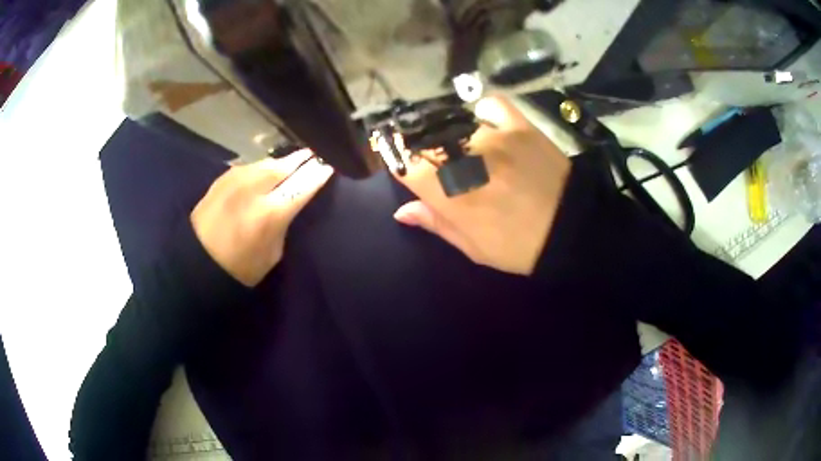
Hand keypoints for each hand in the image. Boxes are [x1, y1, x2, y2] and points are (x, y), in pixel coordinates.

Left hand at [191, 150, 332, 285]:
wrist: (196, 261)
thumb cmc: (239, 268)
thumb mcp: (272, 254)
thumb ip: (284, 223)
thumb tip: (290, 202)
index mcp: (270, 213)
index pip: (303, 184)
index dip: (319, 174)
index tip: (330, 166)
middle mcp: (254, 188)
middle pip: (286, 165)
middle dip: (303, 160)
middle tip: (316, 155)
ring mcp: (236, 179)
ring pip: (268, 162)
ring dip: (283, 162)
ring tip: (294, 162)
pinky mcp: (223, 177)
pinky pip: (251, 166)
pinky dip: (263, 168)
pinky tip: (268, 171)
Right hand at [391, 96, 570, 275]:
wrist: (573, 229)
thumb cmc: (519, 246)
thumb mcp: (473, 247)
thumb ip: (436, 223)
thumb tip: (401, 211)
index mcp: (449, 193)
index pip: (403, 164)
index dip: (399, 165)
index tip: (406, 170)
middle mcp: (464, 156)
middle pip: (424, 139)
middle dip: (421, 150)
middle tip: (437, 164)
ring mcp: (494, 135)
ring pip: (453, 123)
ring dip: (451, 135)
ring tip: (463, 148)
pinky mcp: (519, 125)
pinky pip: (490, 105)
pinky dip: (483, 112)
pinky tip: (486, 124)